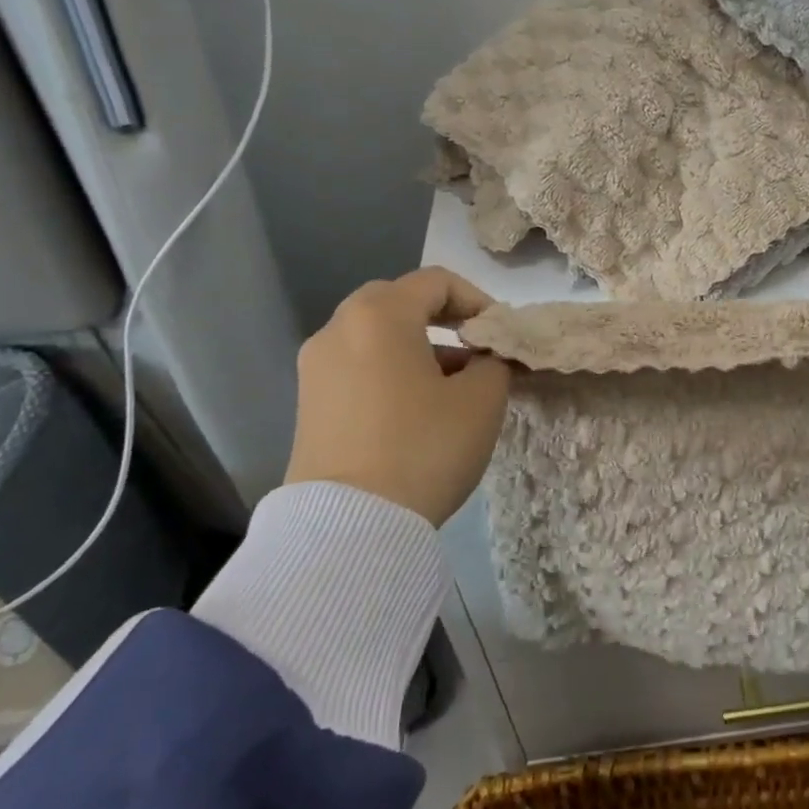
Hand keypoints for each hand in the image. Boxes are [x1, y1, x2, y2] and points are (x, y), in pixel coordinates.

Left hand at [285, 267, 510, 526]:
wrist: (349, 525)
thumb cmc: (423, 447)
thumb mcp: (482, 400)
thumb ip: (494, 362)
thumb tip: (487, 356)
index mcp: (380, 314)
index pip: (437, 282)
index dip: (478, 300)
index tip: (500, 334)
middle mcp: (339, 328)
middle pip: (399, 301)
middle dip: (443, 319)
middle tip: (474, 350)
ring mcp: (316, 366)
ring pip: (376, 335)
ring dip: (418, 346)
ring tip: (453, 386)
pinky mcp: (309, 403)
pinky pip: (357, 365)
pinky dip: (390, 370)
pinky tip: (416, 408)